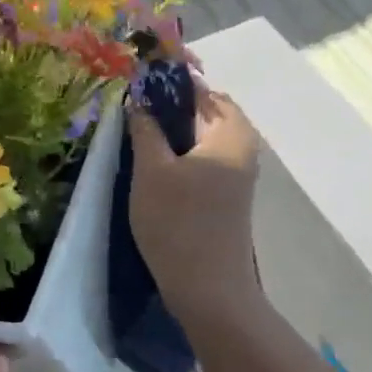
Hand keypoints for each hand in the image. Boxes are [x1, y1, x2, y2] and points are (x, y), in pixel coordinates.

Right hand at [127, 83, 262, 317]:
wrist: (209, 290)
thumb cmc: (178, 223)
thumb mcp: (152, 171)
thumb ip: (145, 128)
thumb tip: (139, 97)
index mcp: (231, 131)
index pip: (199, 87)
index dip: (167, 81)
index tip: (133, 82)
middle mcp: (242, 145)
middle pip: (201, 111)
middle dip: (166, 107)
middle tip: (129, 110)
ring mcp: (237, 172)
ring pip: (199, 137)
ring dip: (169, 132)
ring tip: (135, 134)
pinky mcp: (226, 194)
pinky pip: (201, 159)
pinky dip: (178, 154)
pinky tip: (152, 164)